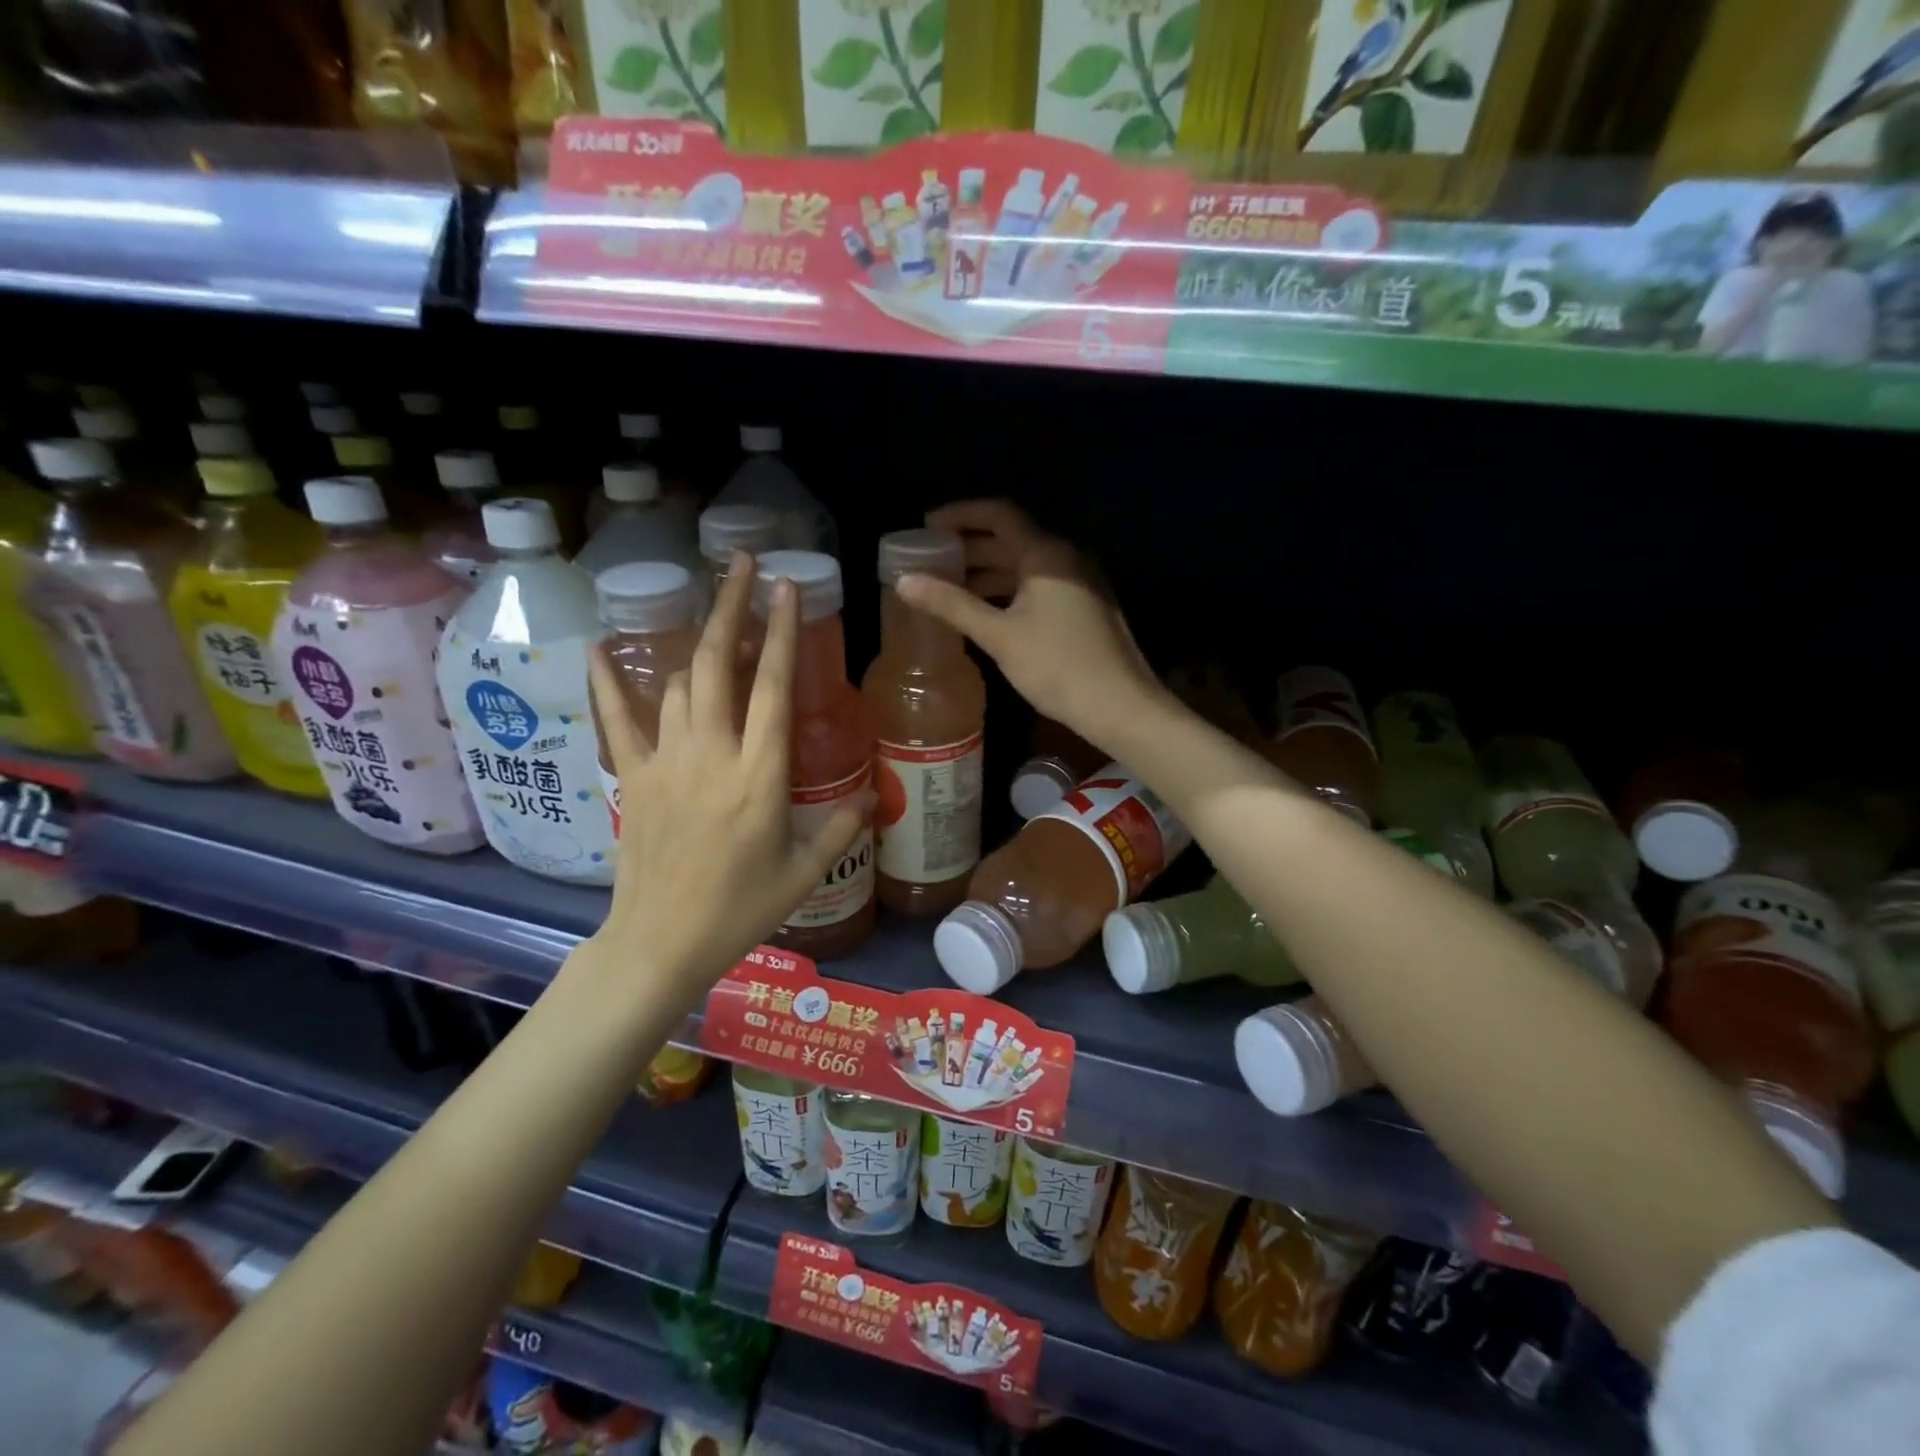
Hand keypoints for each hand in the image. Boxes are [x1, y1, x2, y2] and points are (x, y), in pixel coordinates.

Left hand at [582, 553, 862, 1011]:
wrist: (661, 943)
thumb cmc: (740, 911)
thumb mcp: (804, 873)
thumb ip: (842, 828)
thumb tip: (875, 797)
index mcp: (760, 777)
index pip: (773, 689)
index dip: (782, 633)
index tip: (786, 588)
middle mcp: (712, 756)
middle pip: (719, 665)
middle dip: (731, 607)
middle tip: (743, 564)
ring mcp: (665, 763)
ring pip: (679, 684)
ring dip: (700, 647)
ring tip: (717, 623)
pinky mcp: (633, 778)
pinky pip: (617, 719)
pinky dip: (607, 682)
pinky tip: (599, 646)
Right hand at [894, 500, 1164, 743]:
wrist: (1120, 706)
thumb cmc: (1057, 666)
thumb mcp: (999, 635)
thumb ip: (952, 604)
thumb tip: (905, 581)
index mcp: (1046, 554)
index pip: (998, 515)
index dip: (960, 515)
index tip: (926, 526)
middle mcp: (1066, 559)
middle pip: (1011, 540)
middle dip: (969, 548)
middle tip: (930, 561)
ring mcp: (1079, 584)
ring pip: (1024, 567)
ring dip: (987, 573)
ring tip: (948, 589)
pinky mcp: (1084, 609)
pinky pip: (1038, 588)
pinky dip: (1008, 592)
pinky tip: (985, 613)